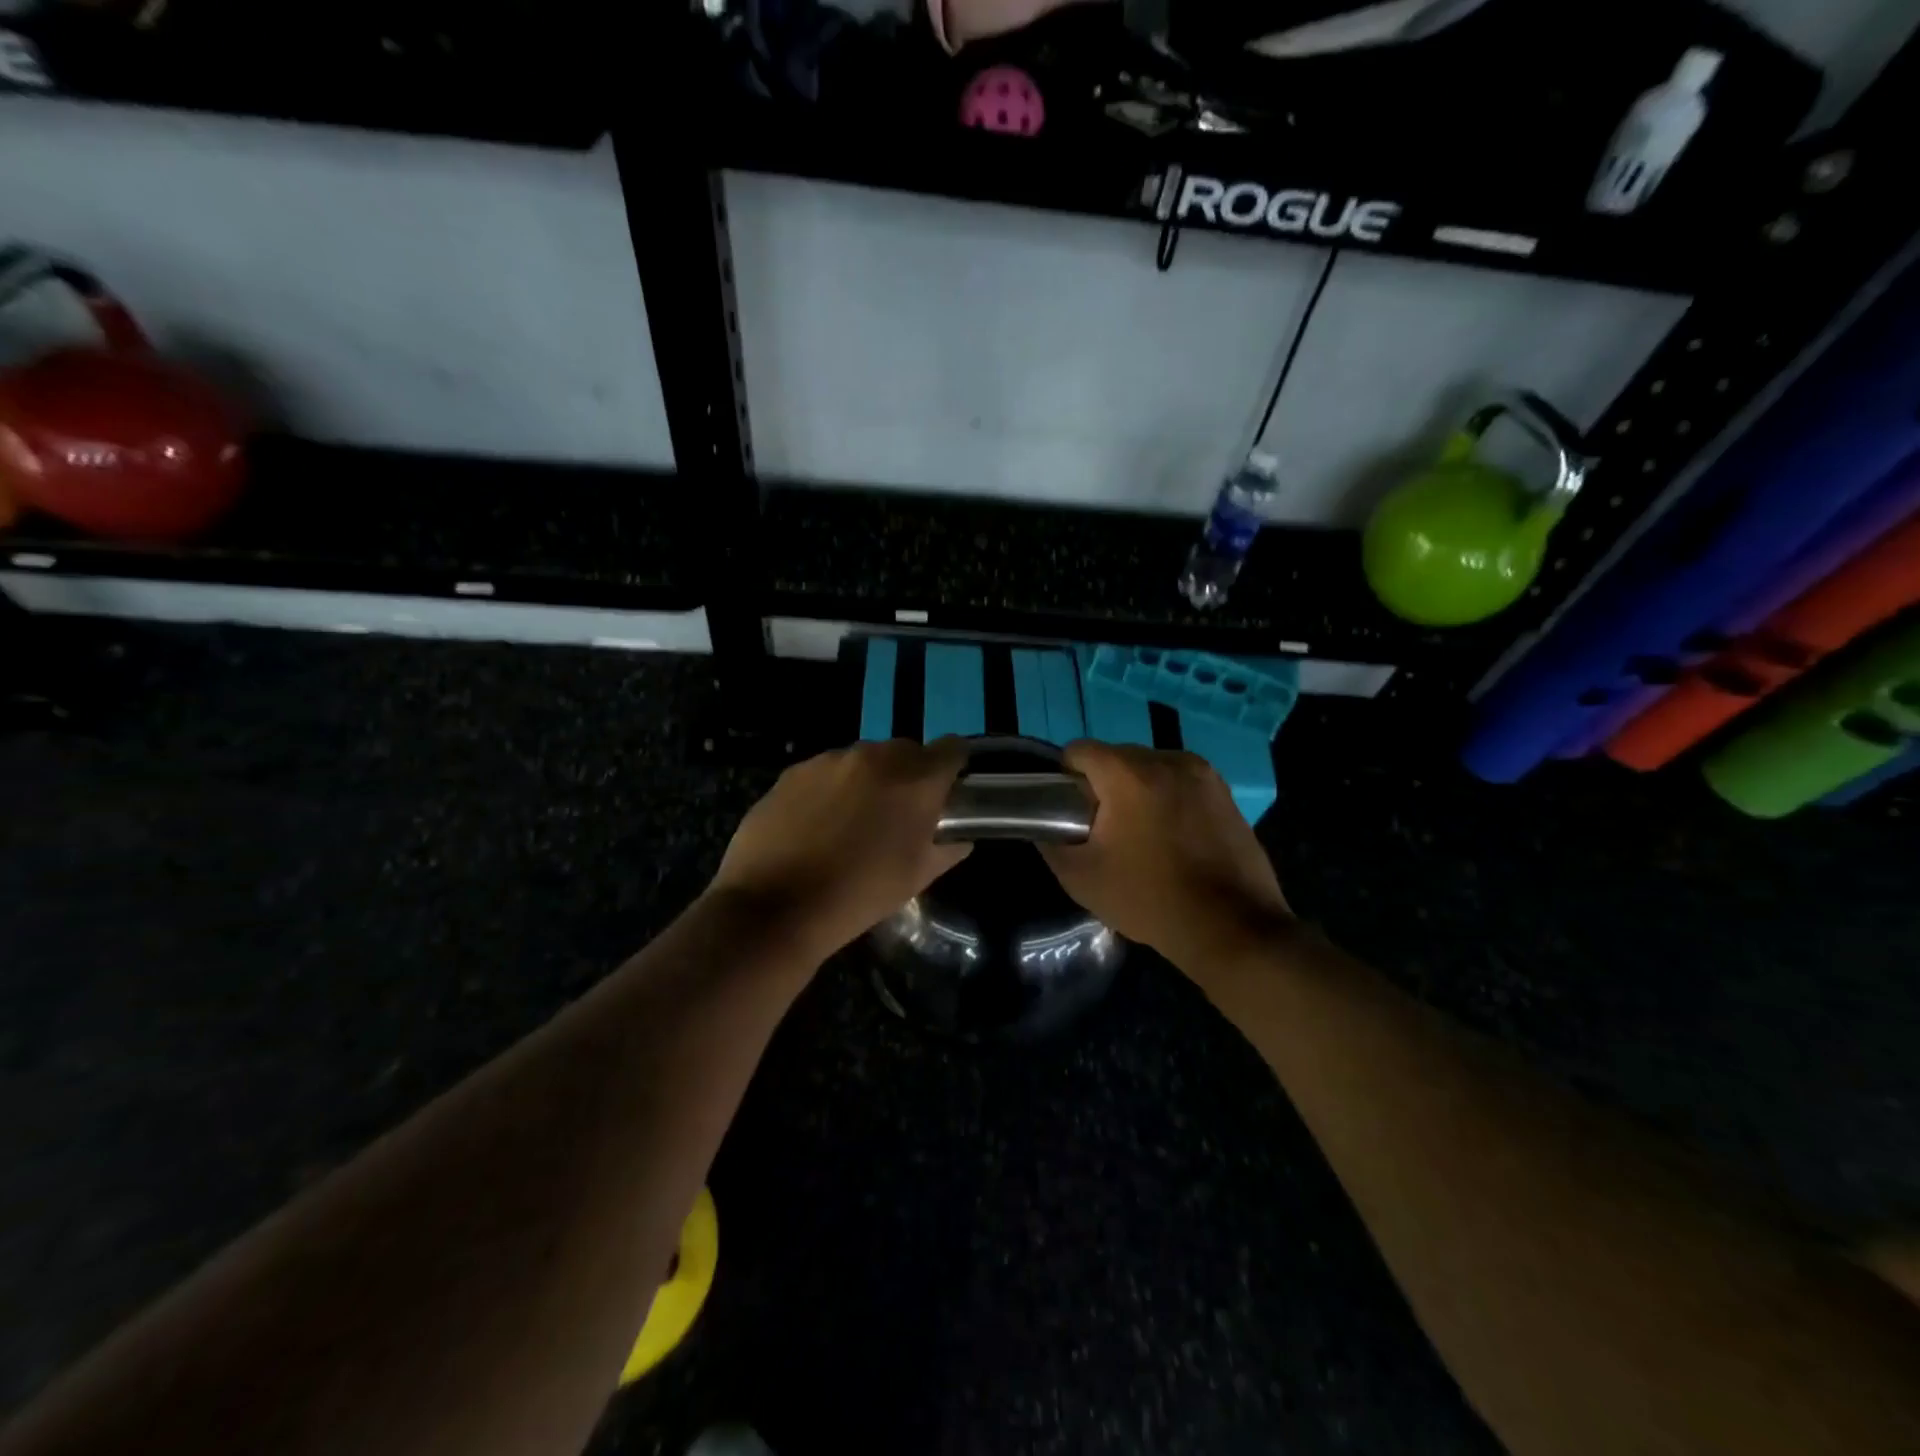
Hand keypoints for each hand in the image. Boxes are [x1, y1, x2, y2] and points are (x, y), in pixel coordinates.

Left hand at [707, 739, 971, 959]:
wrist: (775, 907)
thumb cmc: (859, 895)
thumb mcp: (917, 878)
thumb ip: (947, 848)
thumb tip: (958, 836)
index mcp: (915, 781)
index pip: (952, 749)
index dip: (953, 768)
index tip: (946, 791)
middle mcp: (875, 757)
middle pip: (906, 751)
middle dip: (908, 776)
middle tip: (897, 814)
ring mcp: (830, 760)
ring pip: (863, 759)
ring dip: (868, 780)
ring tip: (851, 821)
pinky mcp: (794, 771)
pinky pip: (826, 771)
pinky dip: (831, 788)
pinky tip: (816, 824)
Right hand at [1040, 742, 1290, 968]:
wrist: (1231, 927)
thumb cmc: (1149, 899)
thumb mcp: (1081, 878)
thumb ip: (1051, 844)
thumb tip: (1043, 828)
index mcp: (1128, 774)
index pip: (1079, 750)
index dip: (1065, 778)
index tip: (1069, 812)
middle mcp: (1167, 759)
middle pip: (1116, 757)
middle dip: (1103, 785)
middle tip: (1103, 829)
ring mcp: (1202, 773)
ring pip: (1150, 768)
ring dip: (1137, 790)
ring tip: (1140, 835)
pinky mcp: (1225, 792)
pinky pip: (1180, 782)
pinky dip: (1167, 799)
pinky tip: (1172, 838)